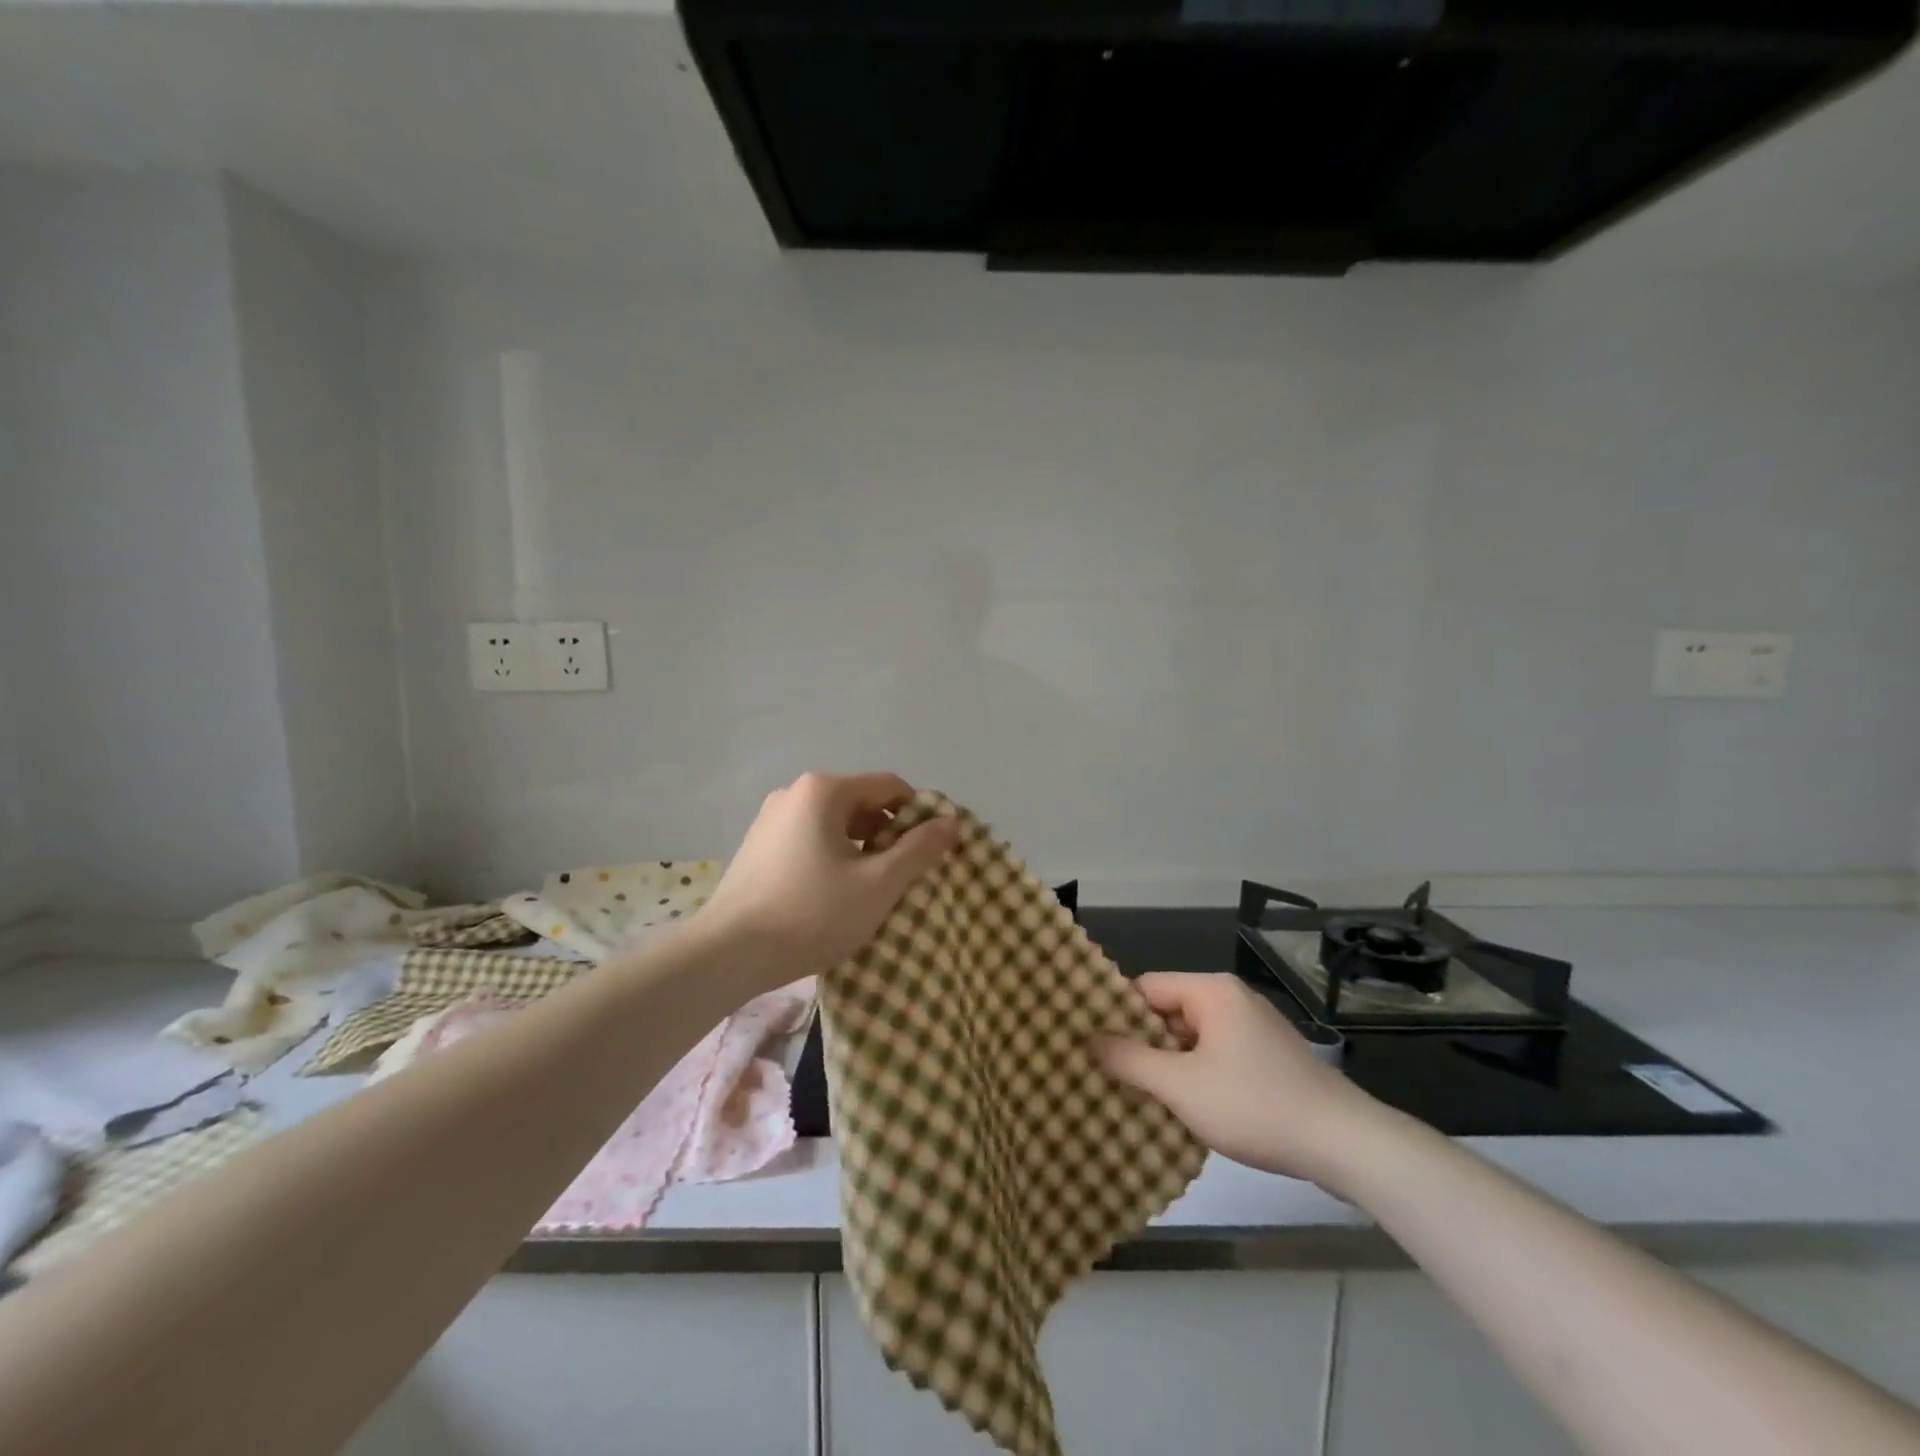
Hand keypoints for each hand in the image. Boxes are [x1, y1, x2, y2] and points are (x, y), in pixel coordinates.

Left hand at [695, 771, 959, 993]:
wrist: (728, 954)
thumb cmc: (812, 913)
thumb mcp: (878, 884)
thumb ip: (920, 849)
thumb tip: (951, 822)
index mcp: (824, 790)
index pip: (890, 786)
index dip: (920, 814)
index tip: (933, 851)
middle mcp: (795, 793)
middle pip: (861, 803)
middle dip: (890, 834)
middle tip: (905, 876)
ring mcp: (771, 819)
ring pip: (836, 824)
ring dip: (862, 849)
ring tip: (872, 890)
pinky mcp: (758, 846)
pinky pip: (810, 839)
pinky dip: (833, 857)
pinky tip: (834, 895)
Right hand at [1094, 972, 1387, 1190]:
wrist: (1345, 1144)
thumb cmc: (1254, 1105)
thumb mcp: (1181, 1085)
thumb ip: (1130, 1059)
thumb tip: (1088, 1038)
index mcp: (1211, 991)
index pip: (1146, 987)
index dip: (1116, 1014)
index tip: (1090, 1042)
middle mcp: (1232, 999)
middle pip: (1169, 1011)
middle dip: (1141, 1042)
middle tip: (1106, 1073)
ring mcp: (1254, 1028)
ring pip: (1192, 1037)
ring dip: (1168, 1063)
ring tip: (1136, 1094)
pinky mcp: (1269, 1058)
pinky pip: (1217, 1055)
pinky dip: (1196, 1074)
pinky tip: (1183, 1106)